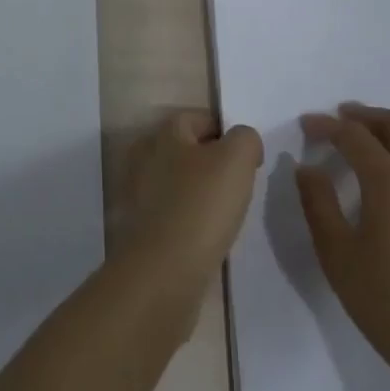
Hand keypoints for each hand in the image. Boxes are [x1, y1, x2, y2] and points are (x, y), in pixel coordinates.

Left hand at [116, 111, 261, 307]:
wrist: (164, 272)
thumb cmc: (201, 205)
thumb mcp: (236, 160)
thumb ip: (245, 139)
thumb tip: (243, 143)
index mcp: (163, 134)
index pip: (198, 119)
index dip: (226, 132)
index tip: (249, 158)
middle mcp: (145, 158)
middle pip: (187, 151)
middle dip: (214, 163)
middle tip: (241, 185)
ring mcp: (140, 195)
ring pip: (180, 183)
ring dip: (203, 194)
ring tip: (228, 213)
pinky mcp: (142, 228)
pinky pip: (174, 213)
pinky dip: (192, 220)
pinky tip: (209, 236)